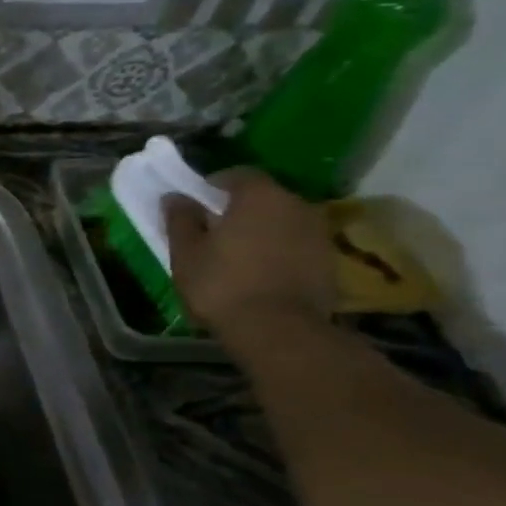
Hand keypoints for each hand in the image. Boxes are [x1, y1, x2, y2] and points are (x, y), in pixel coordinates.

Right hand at [165, 171, 334, 342]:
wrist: (278, 330)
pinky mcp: (329, 261)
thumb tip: (175, 197)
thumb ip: (180, 220)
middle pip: (264, 197)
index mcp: (259, 196)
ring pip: (282, 221)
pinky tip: (260, 273)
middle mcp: (296, 205)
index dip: (214, 186)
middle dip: (240, 208)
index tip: (197, 204)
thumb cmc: (221, 285)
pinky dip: (279, 251)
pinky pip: (296, 245)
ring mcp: (318, 233)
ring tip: (238, 255)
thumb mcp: (186, 253)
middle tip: (214, 230)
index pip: (237, 175)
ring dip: (262, 230)